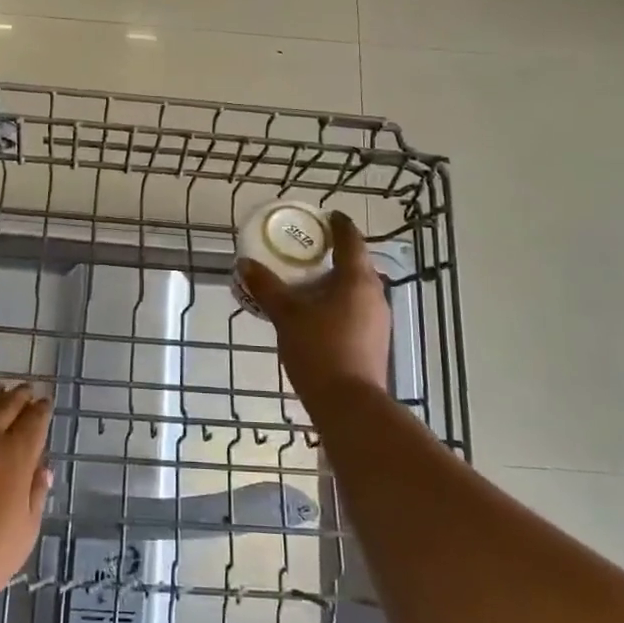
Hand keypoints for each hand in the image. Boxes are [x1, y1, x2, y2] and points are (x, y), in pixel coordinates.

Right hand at [238, 211, 390, 402]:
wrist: (349, 406)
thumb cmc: (319, 351)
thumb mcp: (286, 316)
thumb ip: (266, 287)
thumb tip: (244, 264)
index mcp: (357, 279)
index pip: (351, 238)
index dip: (337, 223)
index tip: (323, 216)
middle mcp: (374, 293)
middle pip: (356, 262)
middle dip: (332, 252)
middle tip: (305, 249)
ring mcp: (378, 318)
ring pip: (356, 287)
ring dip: (334, 279)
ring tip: (306, 281)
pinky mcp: (375, 340)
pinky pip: (356, 307)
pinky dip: (338, 301)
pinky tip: (316, 313)